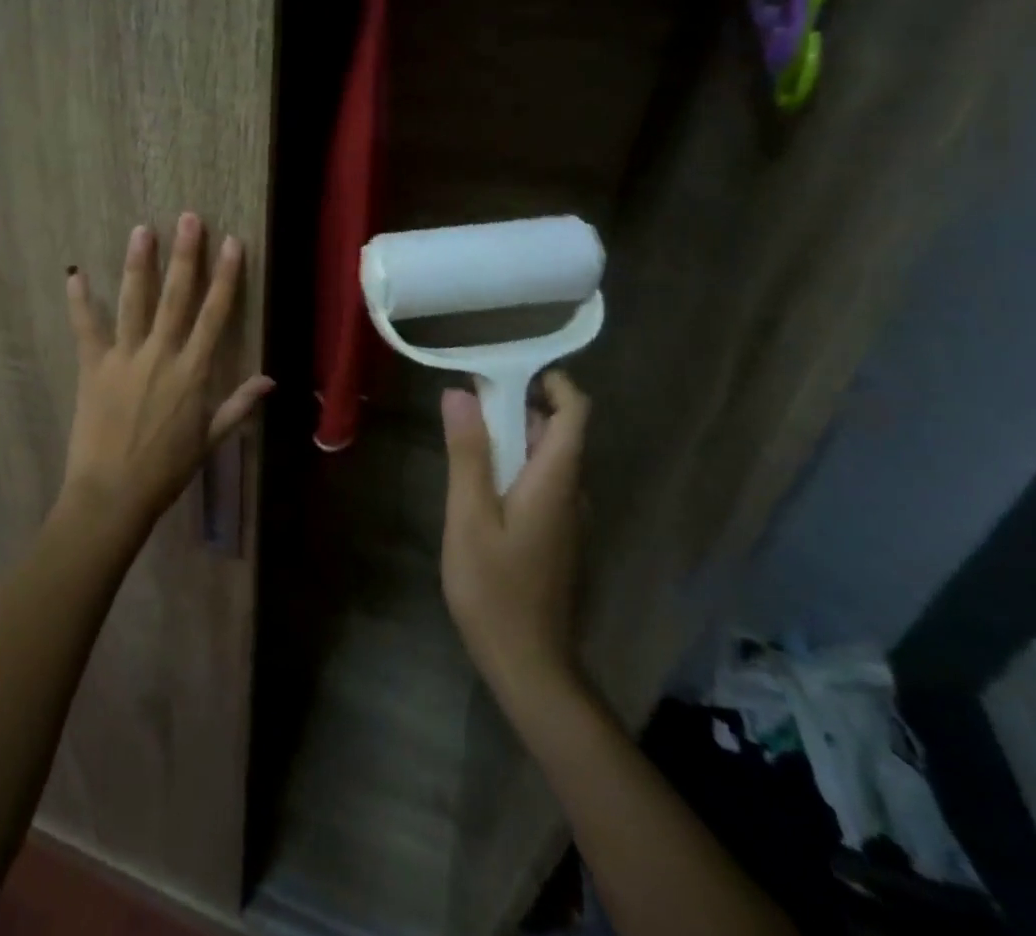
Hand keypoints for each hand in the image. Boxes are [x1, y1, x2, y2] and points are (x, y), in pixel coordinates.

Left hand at [60, 214, 272, 533]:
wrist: (112, 495)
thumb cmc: (165, 471)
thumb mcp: (209, 440)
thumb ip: (238, 406)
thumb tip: (270, 381)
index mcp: (192, 372)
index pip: (215, 315)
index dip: (225, 277)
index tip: (231, 243)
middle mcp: (160, 355)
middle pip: (177, 297)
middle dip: (185, 255)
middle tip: (189, 219)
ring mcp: (123, 358)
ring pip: (134, 302)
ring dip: (139, 264)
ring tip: (141, 230)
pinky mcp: (92, 367)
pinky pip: (86, 328)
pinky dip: (79, 302)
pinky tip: (75, 273)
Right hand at [440, 370, 590, 705]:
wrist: (529, 665)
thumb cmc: (494, 588)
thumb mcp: (469, 515)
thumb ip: (468, 452)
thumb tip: (460, 393)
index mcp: (556, 480)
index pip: (575, 412)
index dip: (551, 382)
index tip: (508, 370)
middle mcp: (571, 492)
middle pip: (557, 431)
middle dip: (517, 406)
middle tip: (467, 401)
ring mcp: (566, 518)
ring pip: (546, 458)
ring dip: (512, 437)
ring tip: (464, 437)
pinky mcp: (555, 537)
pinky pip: (540, 484)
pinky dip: (513, 466)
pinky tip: (476, 484)